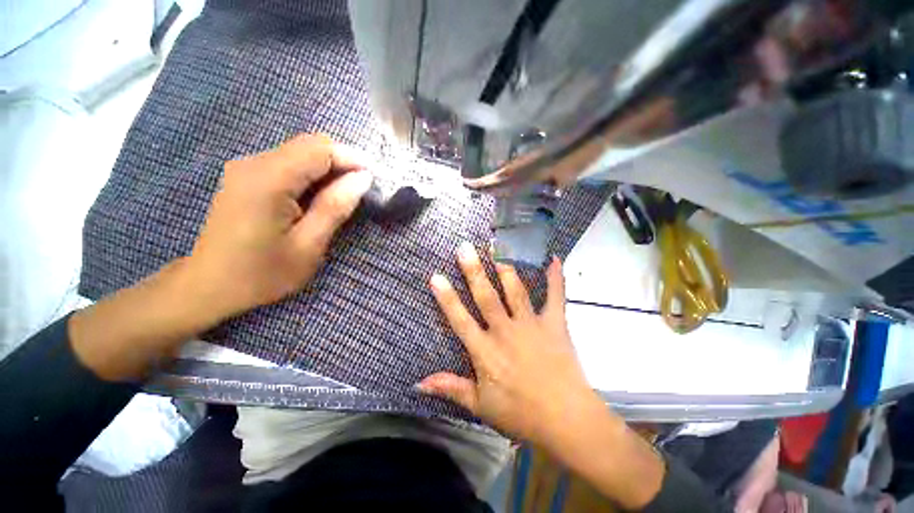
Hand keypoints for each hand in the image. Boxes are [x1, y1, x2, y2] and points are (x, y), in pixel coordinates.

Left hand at [70, 134, 372, 381]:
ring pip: (300, 153)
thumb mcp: (308, 246)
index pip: (320, 149)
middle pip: (310, 145)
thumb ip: (335, 208)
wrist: (208, 285)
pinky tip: (318, 199)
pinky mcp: (246, 176)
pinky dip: (311, 176)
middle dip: (342, 162)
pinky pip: (288, 164)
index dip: (352, 158)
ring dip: (328, 170)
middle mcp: (254, 163)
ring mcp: (247, 168)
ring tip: (343, 197)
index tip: (374, 178)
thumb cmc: (261, 274)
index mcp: (269, 181)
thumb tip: (362, 178)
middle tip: (360, 190)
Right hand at [418, 242, 591, 444]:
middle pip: (486, 296)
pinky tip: (554, 258)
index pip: (460, 319)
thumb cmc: (520, 414)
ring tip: (498, 247)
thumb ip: (451, 388)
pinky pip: (555, 297)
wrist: (566, 420)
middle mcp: (505, 331)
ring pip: (515, 291)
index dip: (446, 298)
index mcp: (485, 351)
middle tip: (465, 247)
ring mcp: (531, 325)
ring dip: (505, 268)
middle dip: (473, 271)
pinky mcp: (554, 324)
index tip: (436, 276)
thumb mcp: (480, 406)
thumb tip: (418, 383)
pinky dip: (556, 278)